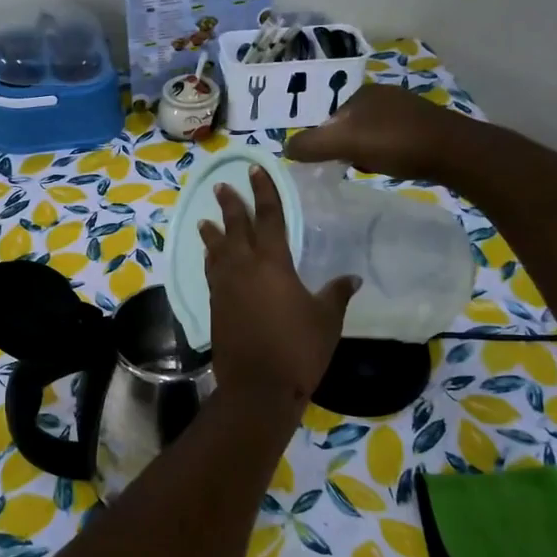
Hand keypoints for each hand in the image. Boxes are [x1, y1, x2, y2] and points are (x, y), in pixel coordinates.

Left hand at [199, 166, 357, 406]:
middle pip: (234, 228)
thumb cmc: (298, 348)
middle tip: (222, 186)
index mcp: (272, 263)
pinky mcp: (214, 306)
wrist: (258, 386)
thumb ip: (336, 294)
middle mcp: (243, 268)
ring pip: (216, 250)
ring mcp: (224, 287)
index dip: (263, 192)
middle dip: (230, 205)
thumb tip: (351, 278)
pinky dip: (210, 260)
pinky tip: (211, 259)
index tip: (254, 171)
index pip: (268, 218)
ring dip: (212, 233)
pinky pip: (211, 273)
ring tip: (205, 220)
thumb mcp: (326, 319)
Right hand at [285, 83, 458, 180]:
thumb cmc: (395, 142)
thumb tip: (286, 148)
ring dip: (365, 151)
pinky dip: (386, 153)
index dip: (325, 141)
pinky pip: (392, 140)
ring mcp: (406, 110)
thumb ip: (311, 144)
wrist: (454, 152)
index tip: (330, 161)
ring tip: (370, 168)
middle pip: (349, 126)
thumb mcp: (345, 143)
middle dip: (345, 146)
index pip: (329, 117)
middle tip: (348, 166)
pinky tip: (392, 165)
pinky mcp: (424, 127)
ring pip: (371, 134)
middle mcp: (384, 95)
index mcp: (362, 92)